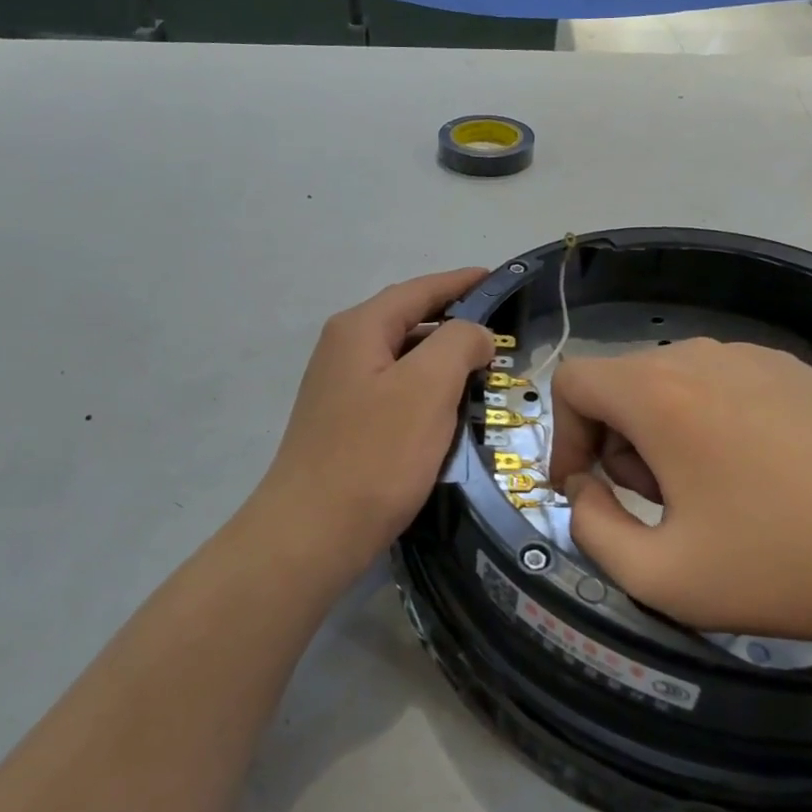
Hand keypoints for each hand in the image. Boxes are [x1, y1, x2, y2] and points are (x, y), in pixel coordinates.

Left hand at [252, 269, 494, 575]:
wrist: (312, 533)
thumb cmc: (374, 455)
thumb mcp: (427, 388)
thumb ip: (458, 344)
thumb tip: (473, 333)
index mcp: (359, 329)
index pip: (418, 290)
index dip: (459, 282)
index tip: (496, 278)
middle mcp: (343, 349)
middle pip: (407, 320)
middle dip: (453, 321)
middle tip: (500, 331)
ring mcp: (339, 388)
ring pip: (402, 358)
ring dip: (441, 359)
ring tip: (484, 368)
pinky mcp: (343, 423)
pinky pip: (395, 390)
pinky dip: (426, 390)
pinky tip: (448, 410)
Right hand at [549, 340, 811, 647]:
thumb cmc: (781, 564)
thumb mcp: (660, 576)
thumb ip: (591, 529)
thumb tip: (586, 489)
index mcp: (658, 393)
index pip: (572, 381)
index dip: (562, 436)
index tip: (587, 489)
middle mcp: (700, 356)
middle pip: (621, 383)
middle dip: (618, 444)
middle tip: (659, 506)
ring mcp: (754, 356)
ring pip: (671, 382)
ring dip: (662, 433)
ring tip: (709, 495)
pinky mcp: (797, 370)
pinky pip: (722, 383)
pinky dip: (709, 420)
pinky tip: (757, 476)